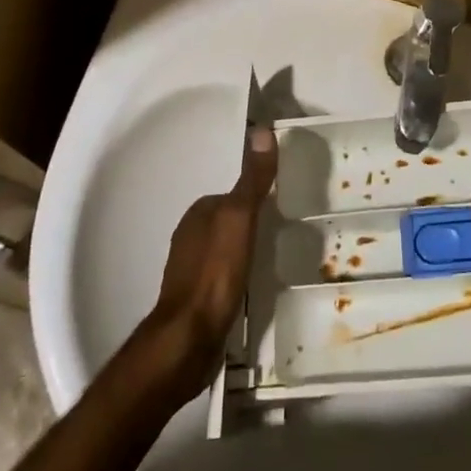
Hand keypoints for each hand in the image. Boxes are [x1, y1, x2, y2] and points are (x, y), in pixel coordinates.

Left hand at [141, 125, 278, 394]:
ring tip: (272, 257)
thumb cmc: (215, 273)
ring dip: (243, 250)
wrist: (188, 341)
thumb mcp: (240, 218)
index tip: (280, 202)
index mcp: (197, 214)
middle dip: (249, 223)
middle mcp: (189, 237)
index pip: (231, 194)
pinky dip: (236, 275)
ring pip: (224, 249)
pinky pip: (222, 276)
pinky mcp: (196, 301)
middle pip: (227, 221)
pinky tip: (251, 286)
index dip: (254, 196)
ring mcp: (190, 271)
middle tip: (282, 231)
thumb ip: (252, 179)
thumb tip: (262, 129)